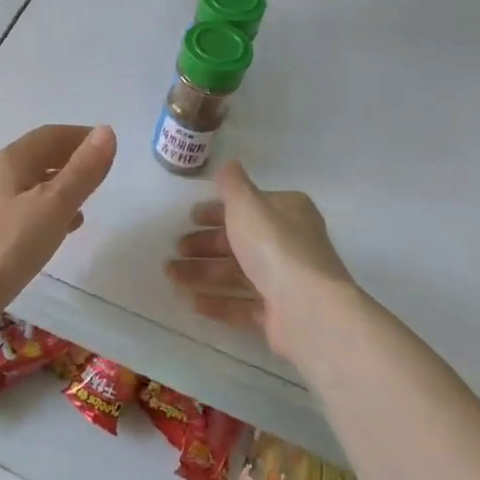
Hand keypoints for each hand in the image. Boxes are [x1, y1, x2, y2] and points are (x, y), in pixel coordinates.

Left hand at [0, 124, 116, 312]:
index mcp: (11, 161)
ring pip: (35, 183)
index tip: (108, 144)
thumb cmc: (10, 243)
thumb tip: (106, 132)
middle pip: (40, 156)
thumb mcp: (54, 204)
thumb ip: (82, 170)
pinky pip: (29, 208)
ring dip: (62, 184)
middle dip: (72, 158)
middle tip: (102, 169)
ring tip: (89, 196)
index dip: (80, 136)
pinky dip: (51, 208)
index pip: (50, 135)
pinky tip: (66, 226)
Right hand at [164, 160, 362, 361]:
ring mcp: (287, 281)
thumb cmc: (274, 245)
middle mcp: (290, 244)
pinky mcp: (281, 314)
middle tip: (176, 249)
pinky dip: (220, 302)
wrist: (307, 307)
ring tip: (172, 276)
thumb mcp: (246, 203)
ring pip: (238, 273)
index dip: (217, 211)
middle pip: (241, 241)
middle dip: (205, 245)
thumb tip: (228, 164)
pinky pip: (245, 305)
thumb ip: (232, 184)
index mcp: (287, 213)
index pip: (248, 207)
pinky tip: (193, 302)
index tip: (190, 218)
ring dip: (204, 273)